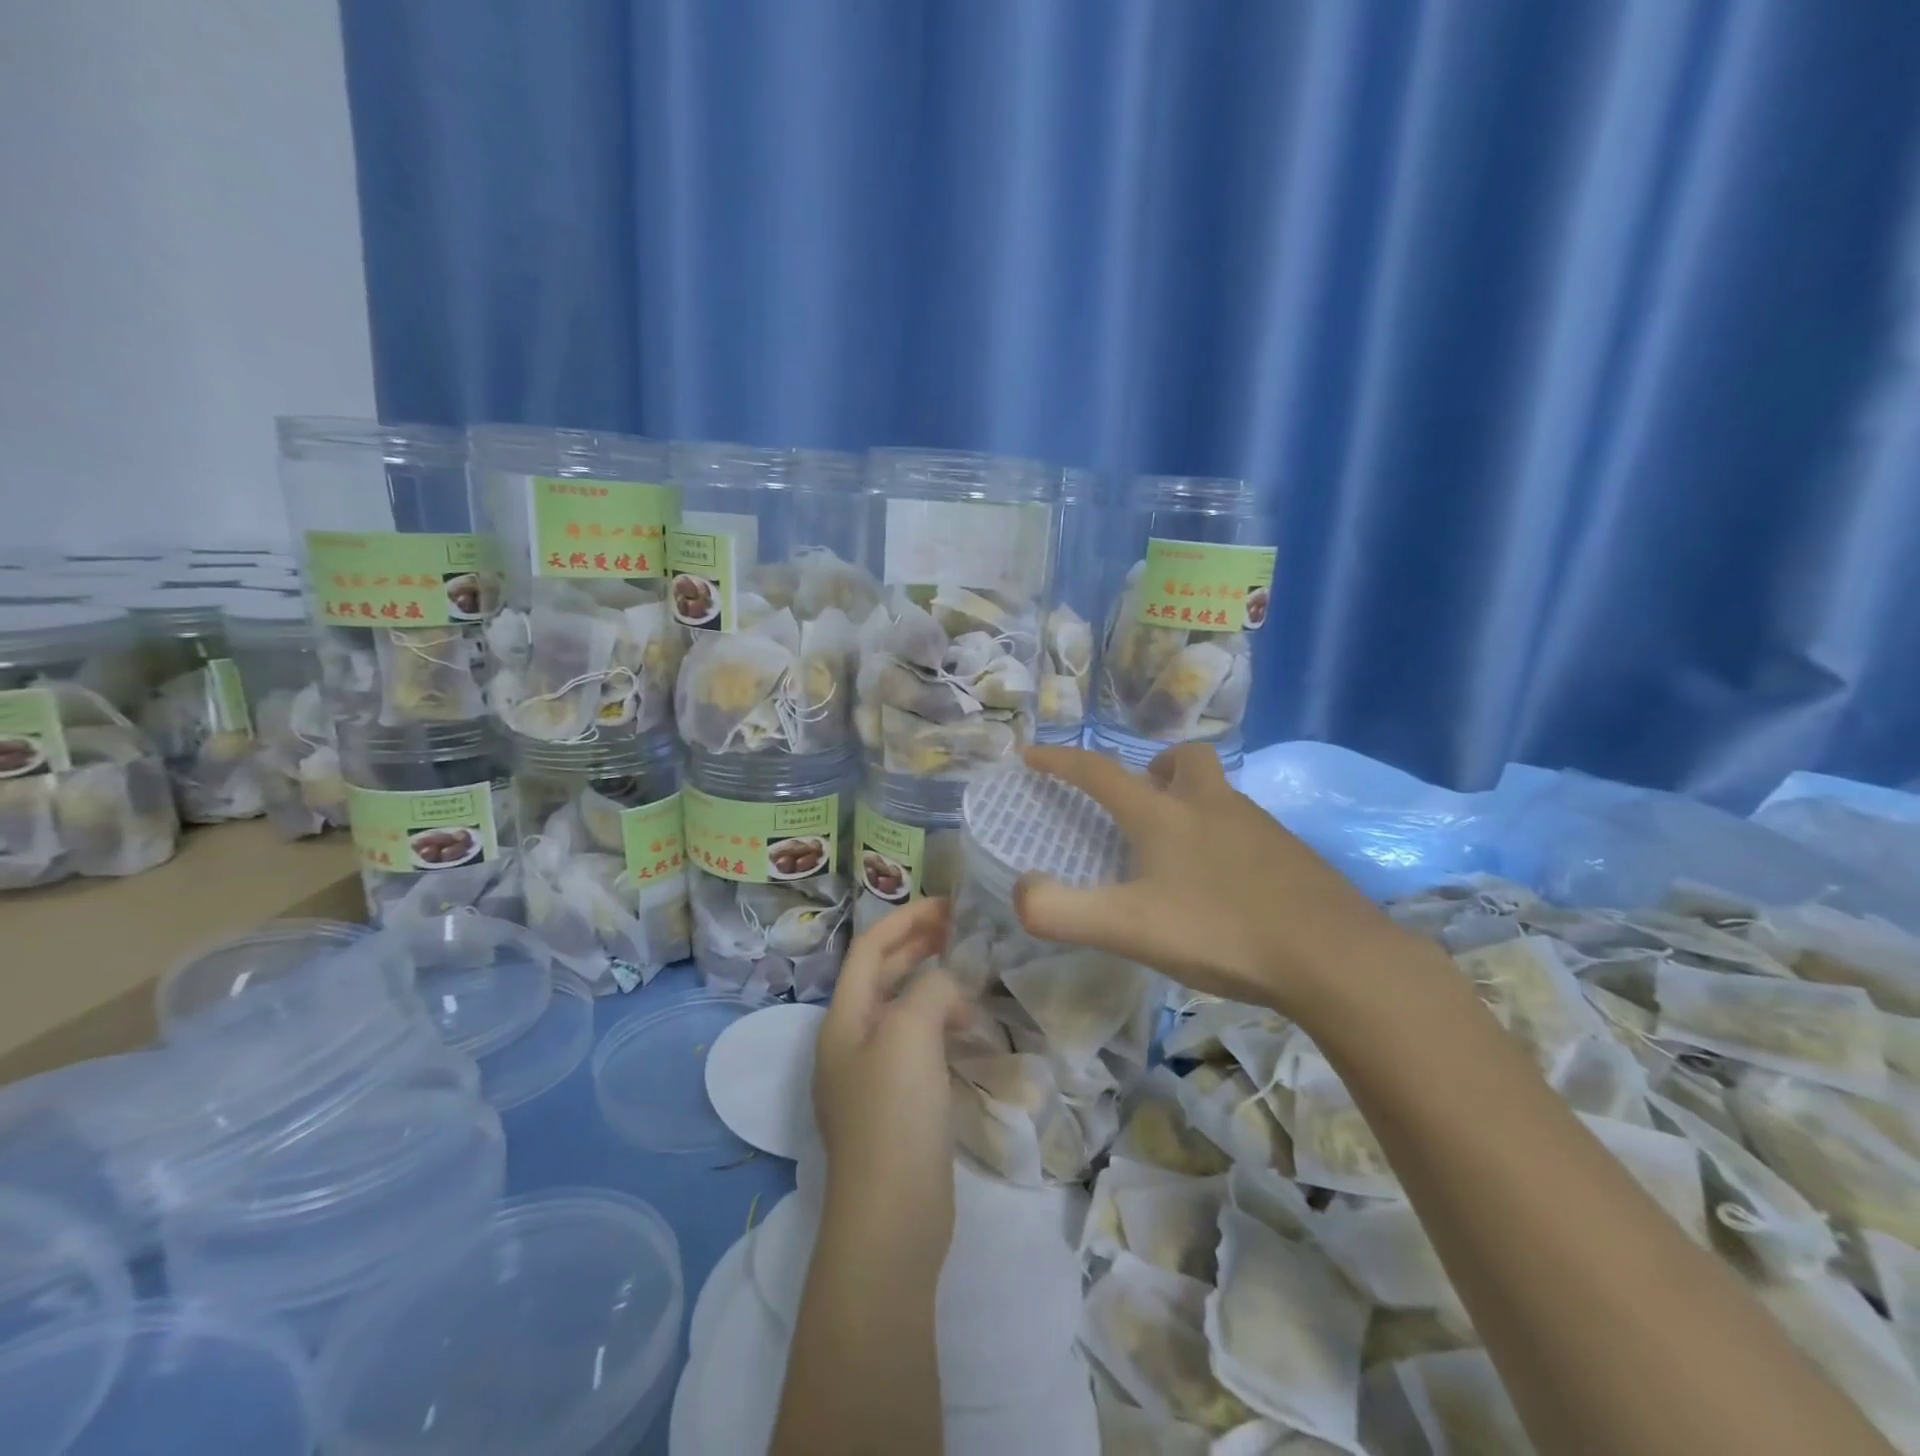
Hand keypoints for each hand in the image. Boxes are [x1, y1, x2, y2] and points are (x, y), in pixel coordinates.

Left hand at [812, 896, 965, 1270]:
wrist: (892, 1219)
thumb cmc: (894, 1114)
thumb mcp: (910, 1035)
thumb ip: (929, 990)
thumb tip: (947, 986)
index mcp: (843, 1019)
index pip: (870, 948)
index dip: (906, 920)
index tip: (948, 904)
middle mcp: (851, 1042)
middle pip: (882, 976)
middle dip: (918, 946)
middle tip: (962, 928)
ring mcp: (872, 1077)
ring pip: (903, 1011)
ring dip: (932, 986)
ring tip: (971, 979)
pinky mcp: (897, 1107)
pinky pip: (918, 1046)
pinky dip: (940, 1026)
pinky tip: (968, 1030)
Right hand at [1014, 744, 1415, 1016]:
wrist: (1334, 957)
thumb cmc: (1221, 931)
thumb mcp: (1128, 928)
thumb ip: (1062, 912)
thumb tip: (1021, 890)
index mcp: (1164, 814)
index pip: (1098, 772)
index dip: (1059, 760)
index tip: (1031, 754)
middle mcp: (1211, 805)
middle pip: (1182, 760)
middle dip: (1153, 768)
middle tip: (1139, 802)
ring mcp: (1259, 826)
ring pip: (1217, 794)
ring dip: (1191, 804)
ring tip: (1177, 854)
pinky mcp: (1292, 854)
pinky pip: (1246, 829)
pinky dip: (1224, 840)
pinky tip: (1225, 887)